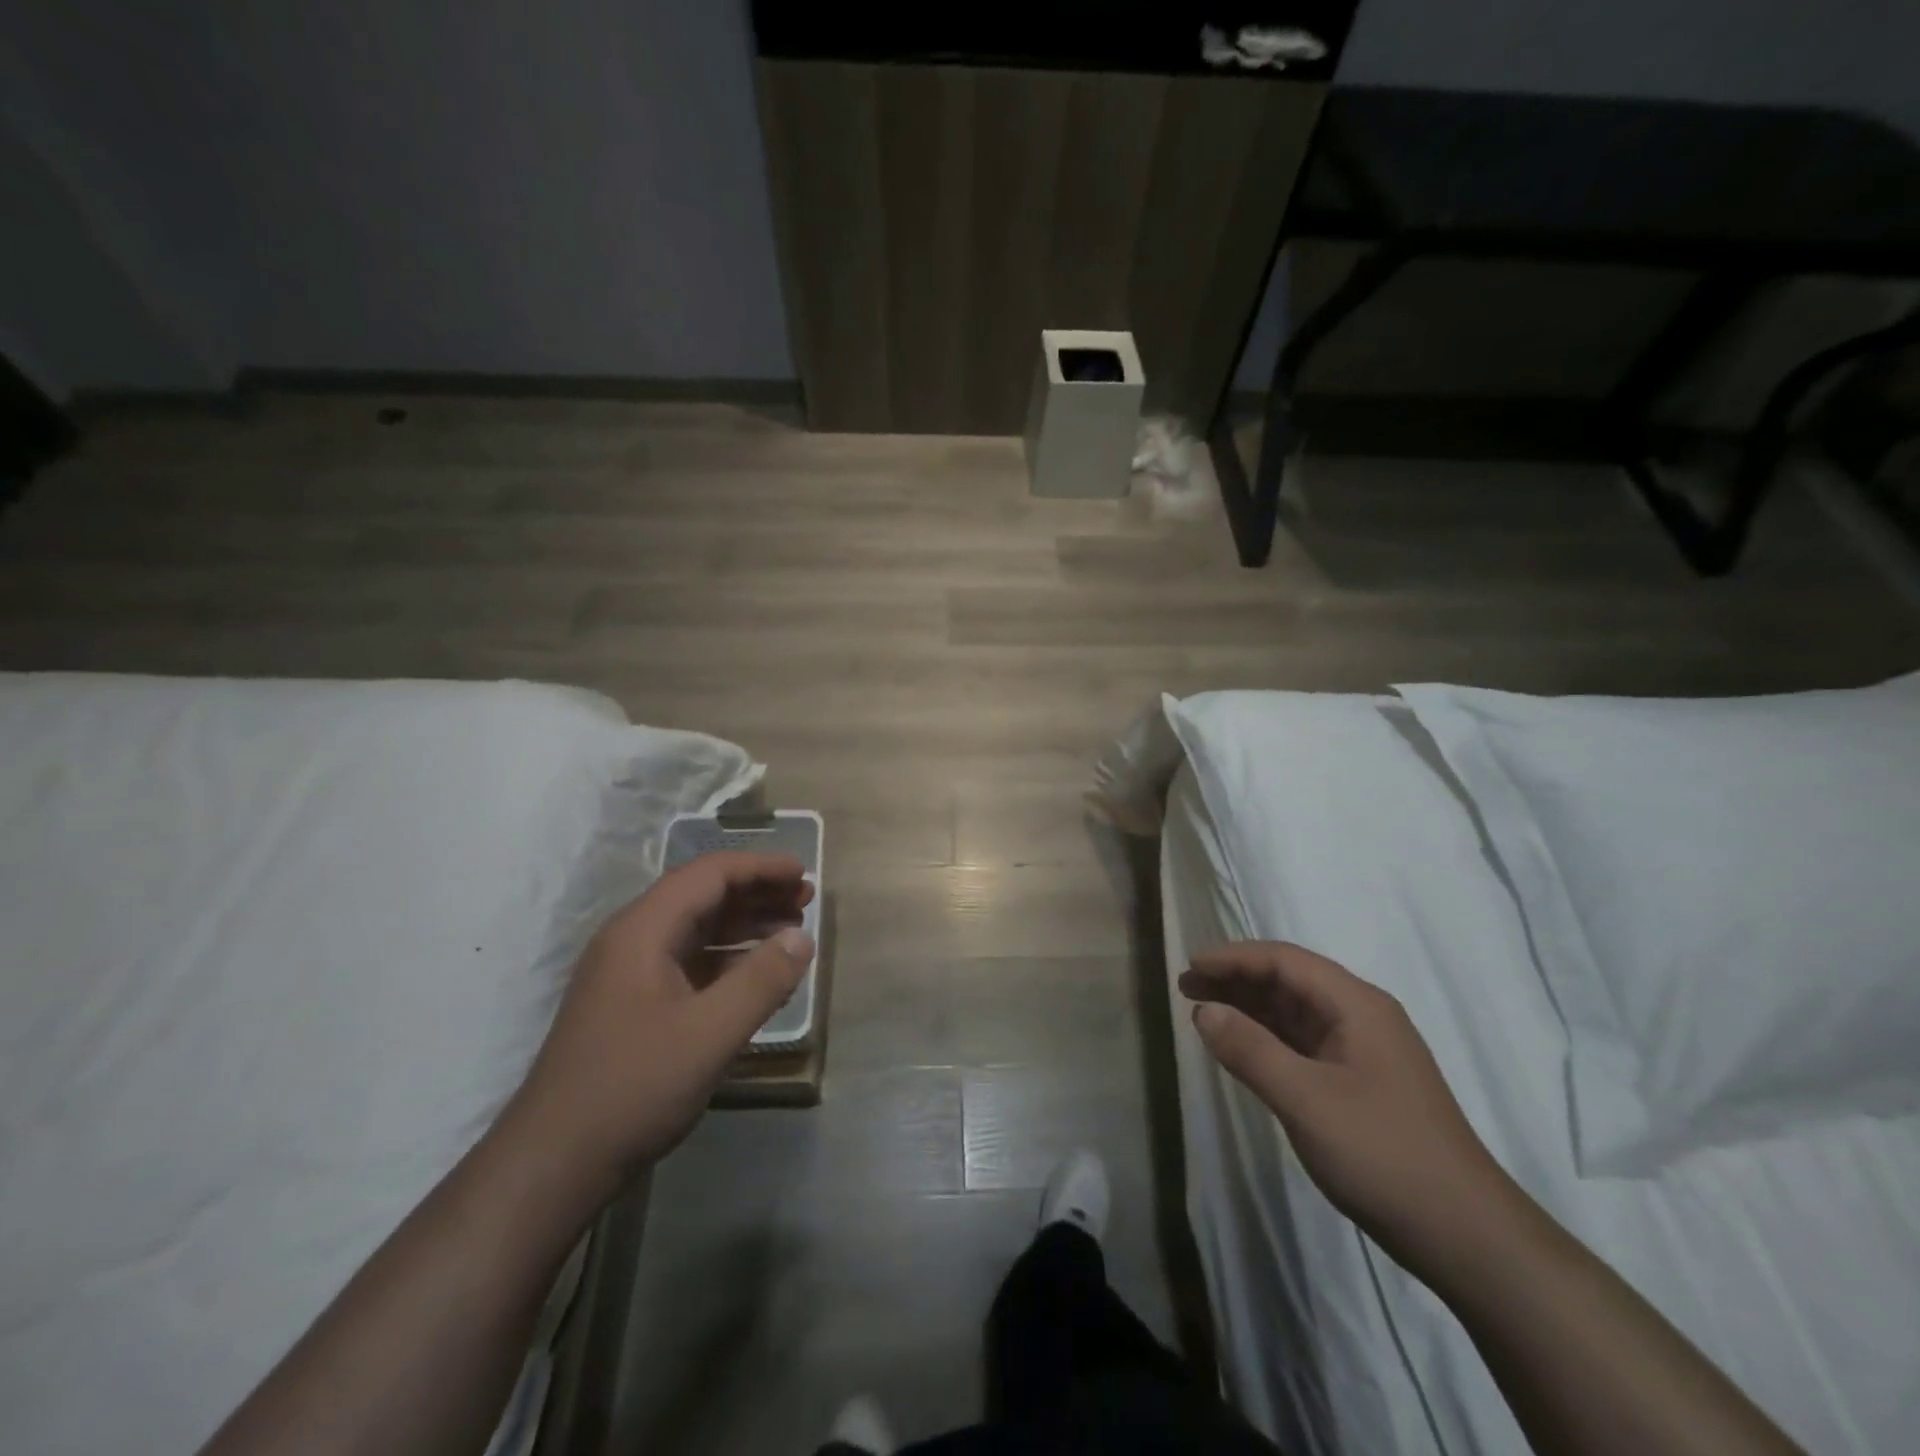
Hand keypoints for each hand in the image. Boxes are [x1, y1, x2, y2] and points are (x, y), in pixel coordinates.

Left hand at [501, 852, 813, 1194]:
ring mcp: (629, 974)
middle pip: (702, 896)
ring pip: (695, 929)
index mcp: (643, 930)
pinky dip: (727, 958)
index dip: (760, 868)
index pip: (709, 874)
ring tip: (790, 932)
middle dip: (756, 893)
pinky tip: (756, 976)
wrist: (553, 1163)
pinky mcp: (632, 1005)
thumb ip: (761, 980)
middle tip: (805, 901)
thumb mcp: (709, 1033)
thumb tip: (802, 937)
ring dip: (744, 924)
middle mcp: (632, 940)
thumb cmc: (633, 1088)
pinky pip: (688, 962)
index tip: (803, 874)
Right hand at [1180, 942, 1512, 1273]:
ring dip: (1249, 1007)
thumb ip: (1251, 1050)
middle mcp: (1362, 1017)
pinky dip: (1268, 1038)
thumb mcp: (1306, 1100)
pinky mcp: (1361, 1083)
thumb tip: (1204, 1011)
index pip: (1285, 960)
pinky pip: (1304, 1043)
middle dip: (1237, 979)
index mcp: (1357, 1006)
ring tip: (1203, 1011)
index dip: (1234, 958)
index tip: (1191, 966)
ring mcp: (1364, 1052)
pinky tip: (1243, 1047)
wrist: (1468, 1237)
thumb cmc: (1384, 1155)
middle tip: (1186, 986)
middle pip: (1290, 980)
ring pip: (1295, 1012)